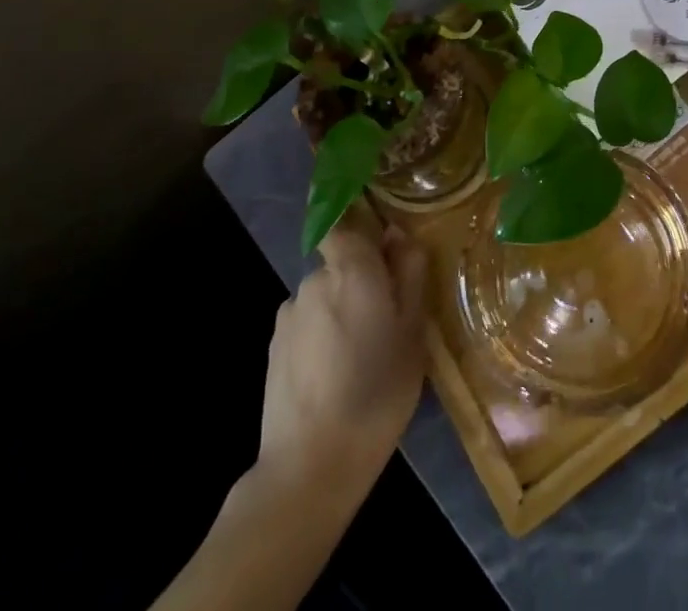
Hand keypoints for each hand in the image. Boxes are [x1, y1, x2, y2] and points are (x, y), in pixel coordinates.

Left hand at [257, 213, 427, 500]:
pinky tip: (332, 375)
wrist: (310, 466)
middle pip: (340, 263)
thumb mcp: (413, 333)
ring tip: (359, 356)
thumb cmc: (376, 393)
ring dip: (340, 311)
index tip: (384, 255)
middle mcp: (315, 279)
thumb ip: (409, 275)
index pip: (347, 223)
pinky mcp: (274, 347)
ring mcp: (289, 313)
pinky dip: (320, 337)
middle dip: (360, 280)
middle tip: (385, 321)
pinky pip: (306, 324)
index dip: (363, 233)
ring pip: (324, 295)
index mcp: (352, 269)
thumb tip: (398, 236)